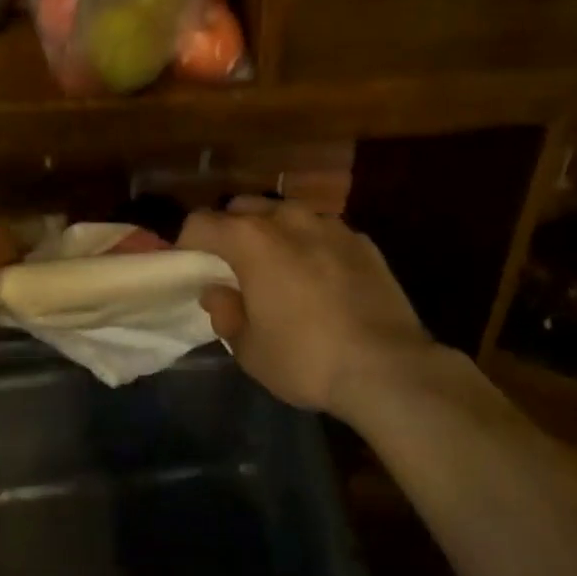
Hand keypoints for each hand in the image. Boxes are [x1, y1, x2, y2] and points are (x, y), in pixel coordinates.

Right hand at [178, 199, 434, 420]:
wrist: (388, 366)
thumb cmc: (306, 358)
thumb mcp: (250, 349)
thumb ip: (226, 313)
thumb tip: (219, 292)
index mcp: (250, 239)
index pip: (201, 222)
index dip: (188, 244)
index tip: (191, 268)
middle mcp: (287, 218)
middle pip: (243, 208)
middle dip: (231, 231)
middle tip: (234, 268)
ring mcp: (329, 224)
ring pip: (286, 214)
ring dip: (273, 233)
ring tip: (280, 269)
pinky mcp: (361, 240)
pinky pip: (322, 232)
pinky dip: (311, 246)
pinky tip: (322, 279)